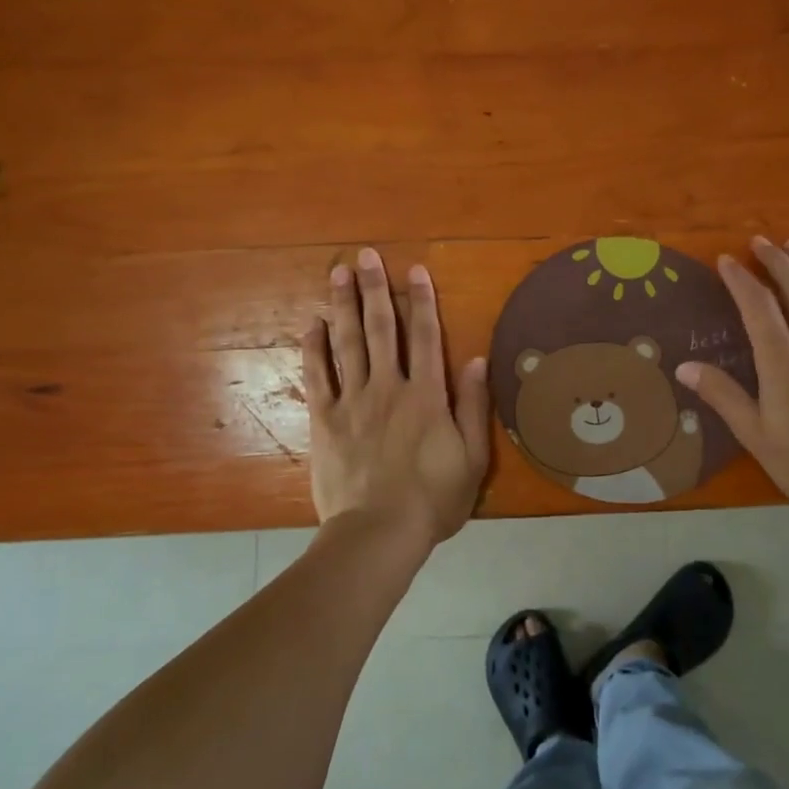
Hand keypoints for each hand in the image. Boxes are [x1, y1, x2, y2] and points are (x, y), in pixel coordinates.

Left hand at [301, 248, 490, 544]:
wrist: (378, 533)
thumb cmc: (432, 499)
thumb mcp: (472, 458)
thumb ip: (473, 406)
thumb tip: (476, 360)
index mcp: (427, 395)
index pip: (426, 336)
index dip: (422, 301)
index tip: (414, 270)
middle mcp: (389, 387)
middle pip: (382, 329)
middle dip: (375, 289)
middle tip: (364, 256)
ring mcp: (353, 401)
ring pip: (348, 343)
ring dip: (343, 306)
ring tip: (337, 273)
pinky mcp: (325, 420)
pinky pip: (318, 377)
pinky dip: (314, 349)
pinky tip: (312, 324)